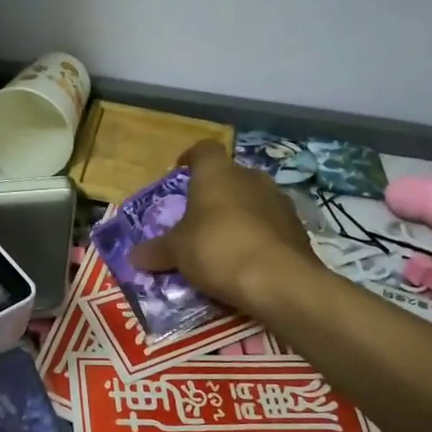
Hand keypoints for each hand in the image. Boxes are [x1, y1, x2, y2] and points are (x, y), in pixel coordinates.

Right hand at [129, 142, 319, 316]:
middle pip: (229, 177)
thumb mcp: (177, 252)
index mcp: (218, 173)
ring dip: (238, 215)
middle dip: (214, 194)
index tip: (179, 172)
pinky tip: (247, 260)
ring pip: (252, 200)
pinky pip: (270, 226)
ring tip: (222, 242)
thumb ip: (156, 251)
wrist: (279, 280)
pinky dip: (257, 237)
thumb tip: (134, 256)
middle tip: (197, 217)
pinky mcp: (298, 229)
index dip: (190, 159)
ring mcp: (279, 202)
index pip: (204, 150)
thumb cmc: (217, 250)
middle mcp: (251, 178)